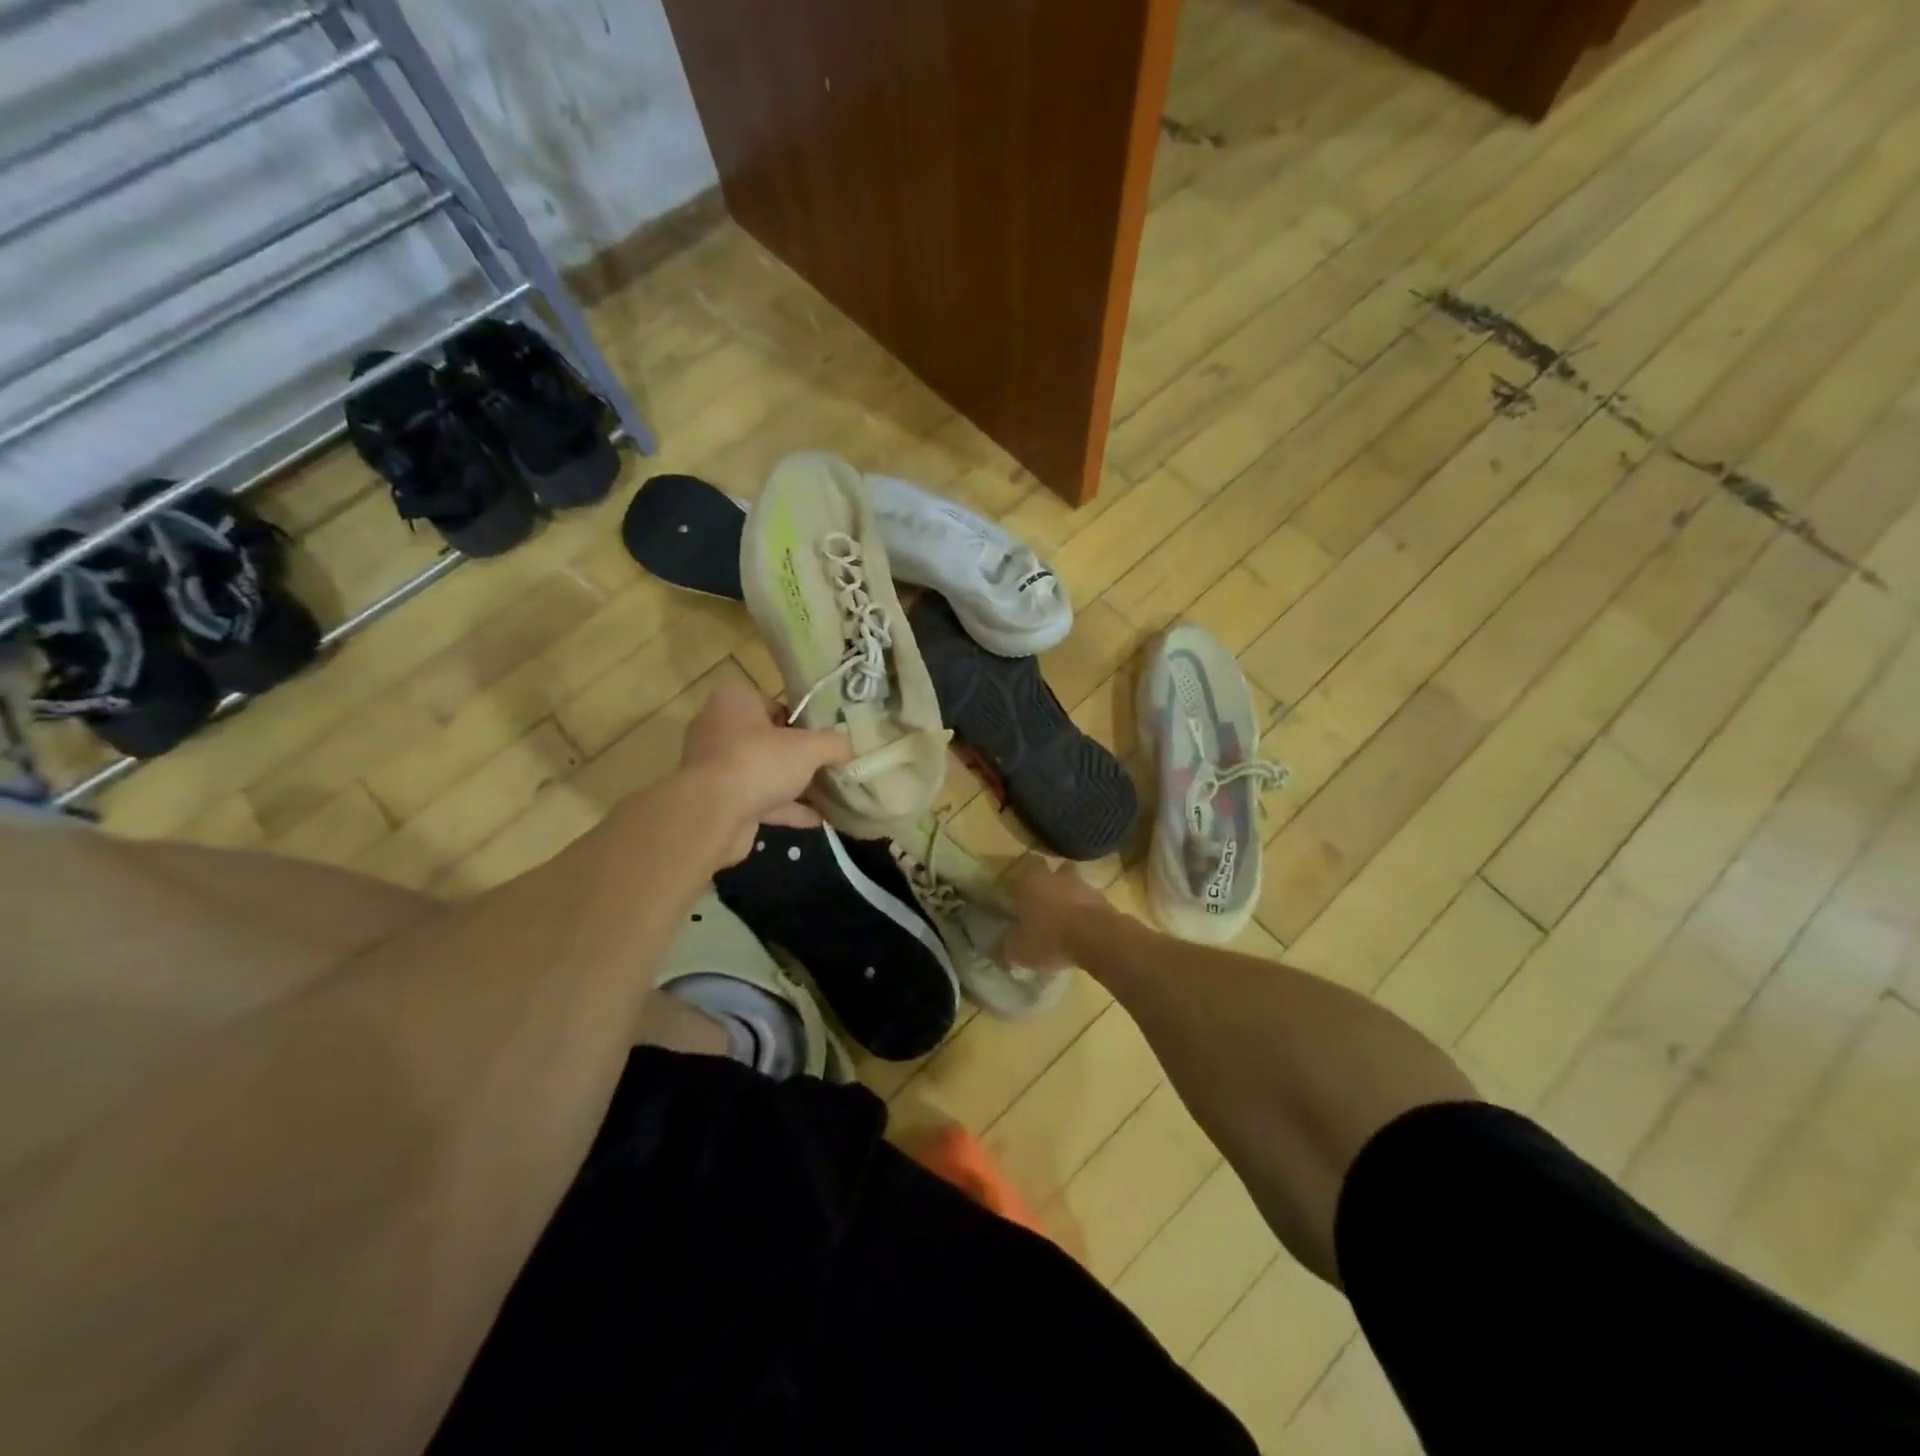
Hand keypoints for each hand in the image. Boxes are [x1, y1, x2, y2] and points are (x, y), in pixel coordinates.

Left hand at [678, 685, 851, 864]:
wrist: (712, 814)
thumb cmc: (758, 762)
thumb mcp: (809, 747)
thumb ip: (834, 744)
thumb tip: (849, 750)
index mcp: (734, 702)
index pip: (774, 704)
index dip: (802, 722)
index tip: (825, 739)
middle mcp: (719, 729)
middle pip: (769, 740)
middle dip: (798, 756)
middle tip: (829, 766)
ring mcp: (716, 768)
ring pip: (763, 773)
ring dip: (793, 785)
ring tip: (829, 795)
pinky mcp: (718, 801)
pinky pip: (759, 801)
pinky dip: (786, 810)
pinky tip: (818, 820)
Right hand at [997, 857, 1110, 972]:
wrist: (1096, 938)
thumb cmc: (1049, 937)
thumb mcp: (1018, 950)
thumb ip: (1006, 949)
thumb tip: (999, 952)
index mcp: (1031, 880)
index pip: (1026, 864)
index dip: (1023, 877)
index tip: (1020, 891)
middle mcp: (1057, 876)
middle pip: (1054, 870)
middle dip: (1051, 882)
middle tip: (1044, 902)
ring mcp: (1083, 886)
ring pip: (1075, 885)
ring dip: (1071, 897)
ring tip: (1065, 919)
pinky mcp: (1104, 900)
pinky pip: (1091, 903)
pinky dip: (1086, 912)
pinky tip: (1082, 931)